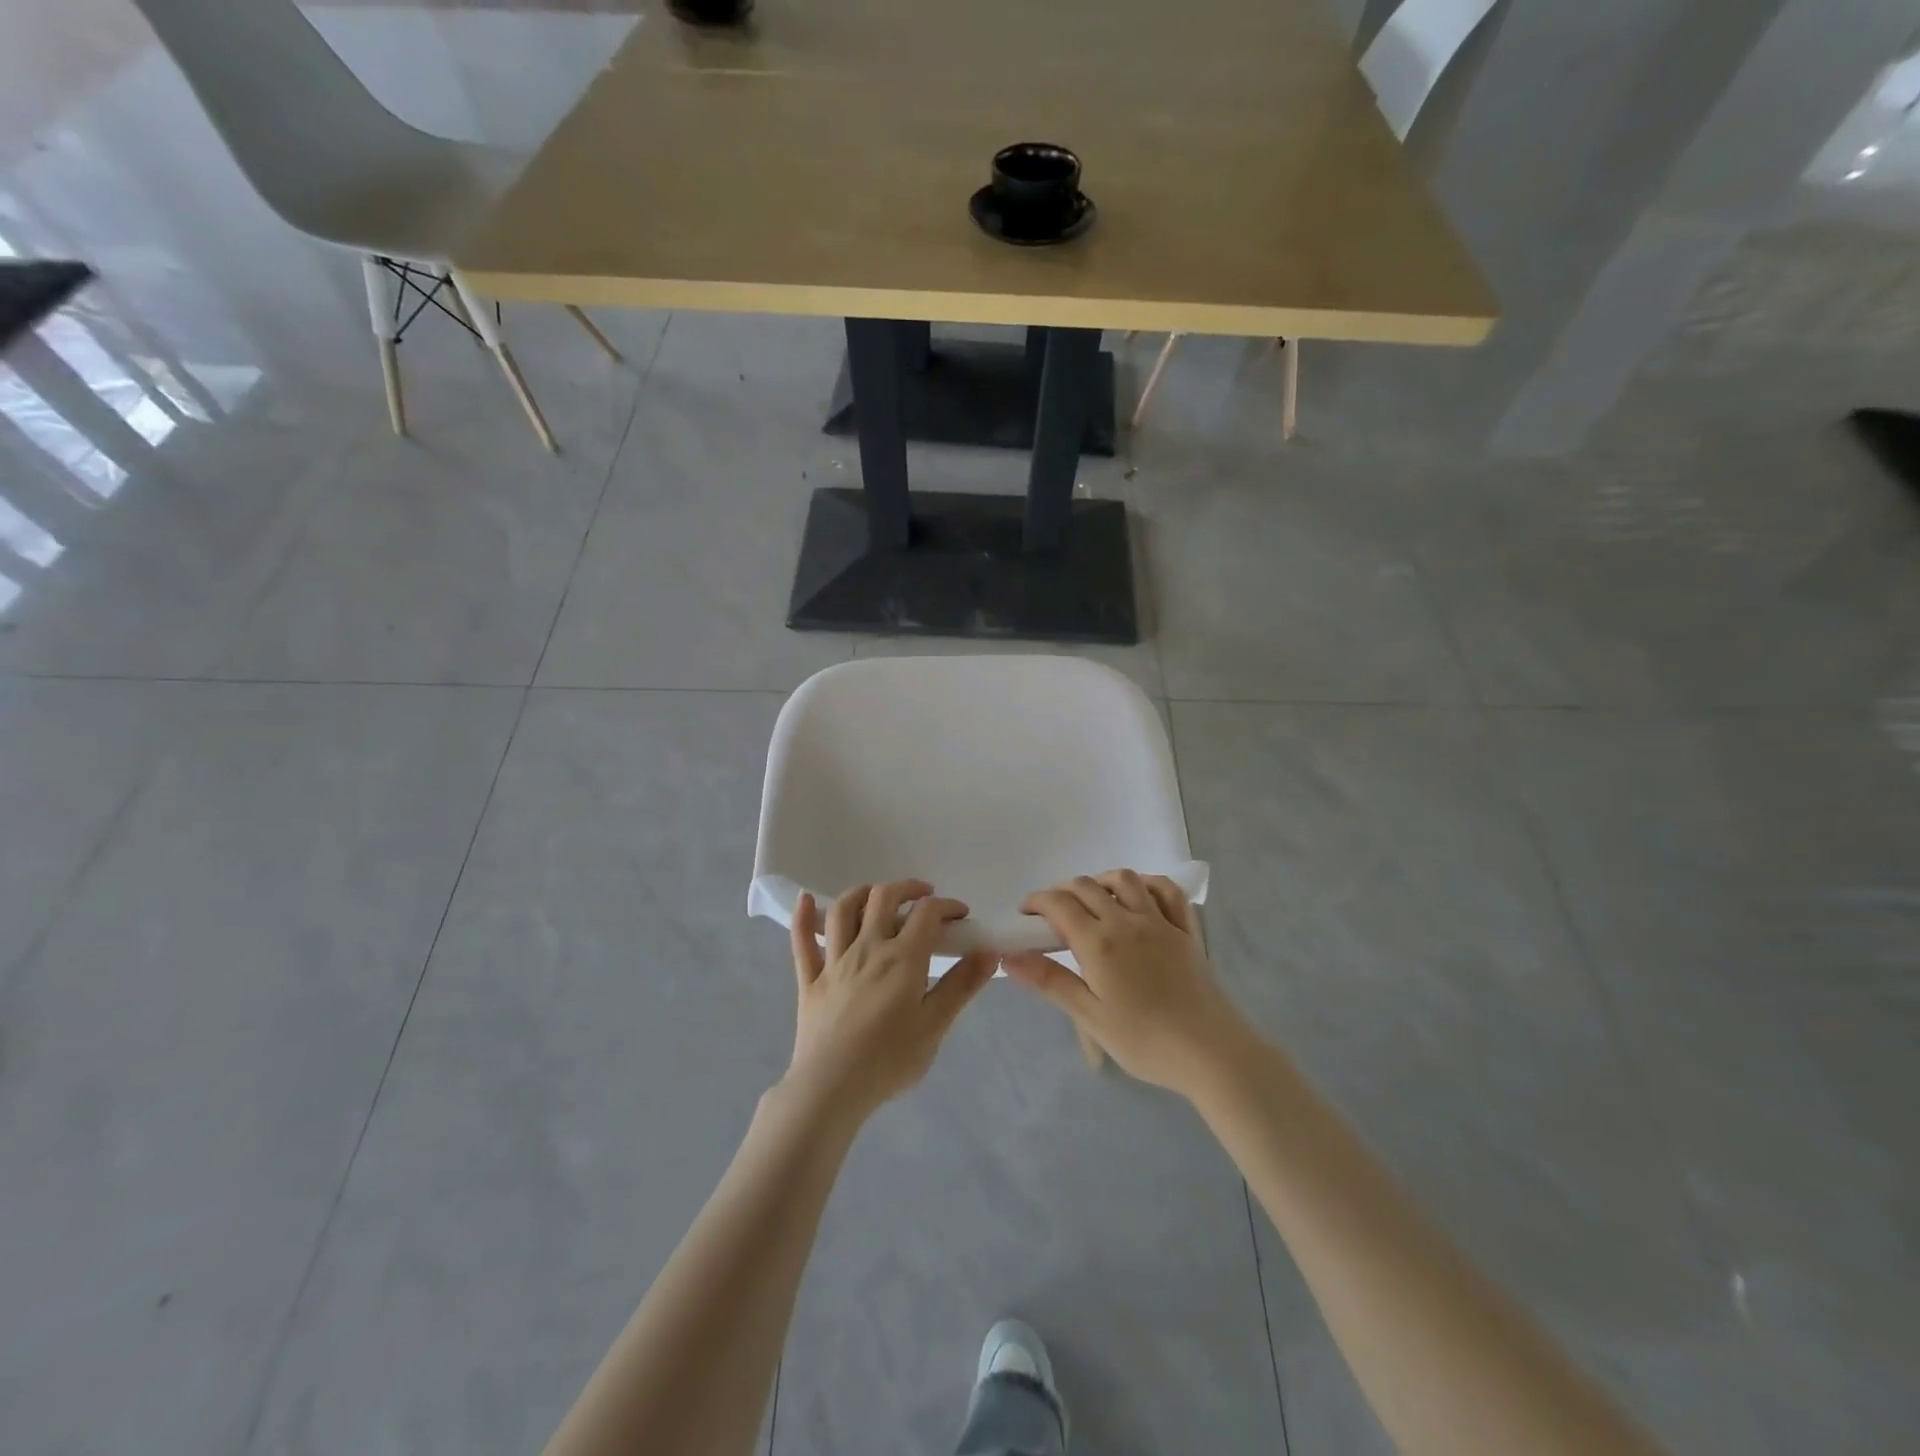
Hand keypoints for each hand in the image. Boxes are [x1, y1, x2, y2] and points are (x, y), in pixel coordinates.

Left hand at [782, 879, 997, 1124]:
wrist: (830, 1089)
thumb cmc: (889, 1060)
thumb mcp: (935, 1026)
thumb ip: (962, 985)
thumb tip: (989, 951)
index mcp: (902, 958)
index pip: (927, 913)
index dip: (947, 906)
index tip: (961, 917)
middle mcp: (867, 948)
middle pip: (883, 898)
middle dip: (908, 888)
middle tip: (924, 897)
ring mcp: (834, 961)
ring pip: (843, 910)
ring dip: (862, 892)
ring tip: (877, 896)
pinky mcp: (809, 980)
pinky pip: (802, 941)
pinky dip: (803, 917)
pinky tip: (806, 900)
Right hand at [1003, 870, 1254, 1098]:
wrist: (1210, 1052)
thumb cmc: (1144, 1040)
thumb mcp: (1090, 1017)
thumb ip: (1050, 981)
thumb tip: (1009, 956)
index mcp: (1098, 942)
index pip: (1058, 904)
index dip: (1036, 902)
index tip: (1025, 915)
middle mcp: (1126, 921)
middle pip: (1087, 887)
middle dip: (1062, 891)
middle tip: (1051, 914)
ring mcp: (1160, 922)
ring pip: (1125, 880)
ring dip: (1101, 880)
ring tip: (1091, 898)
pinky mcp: (1186, 931)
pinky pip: (1168, 891)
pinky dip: (1148, 884)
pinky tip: (1139, 895)